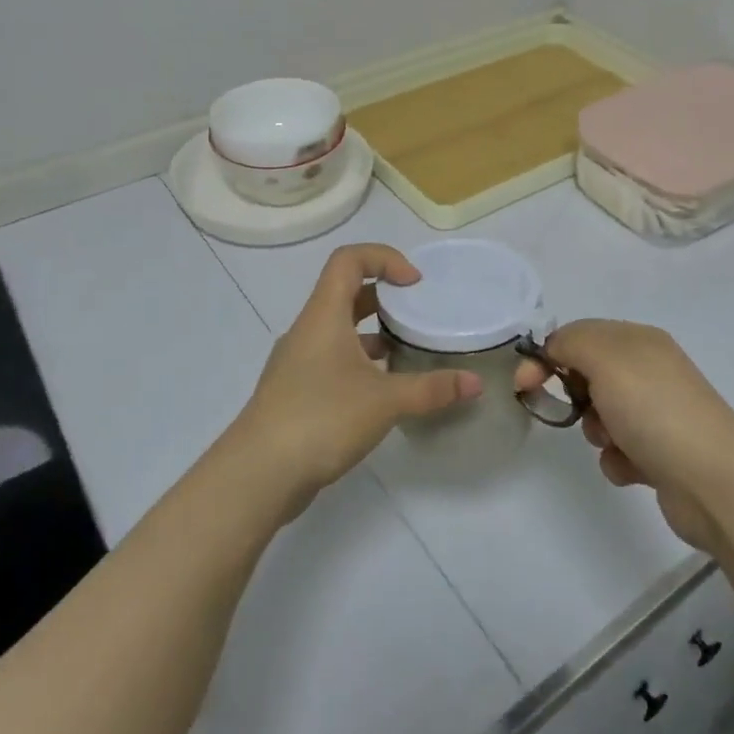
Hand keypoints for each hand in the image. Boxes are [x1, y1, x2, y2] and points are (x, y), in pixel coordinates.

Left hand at [229, 244, 480, 519]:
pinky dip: (359, 363)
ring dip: (372, 333)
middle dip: (385, 297)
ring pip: (339, 330)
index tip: (415, 284)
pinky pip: (332, 359)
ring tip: (407, 352)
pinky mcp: (295, 391)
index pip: (348, 260)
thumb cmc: (321, 418)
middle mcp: (307, 330)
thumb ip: (432, 389)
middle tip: (418, 315)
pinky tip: (382, 391)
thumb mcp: (385, 401)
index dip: (384, 258)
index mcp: (324, 315)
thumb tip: (475, 382)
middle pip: (345, 292)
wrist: (258, 474)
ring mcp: (297, 361)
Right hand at [517, 320, 733, 550]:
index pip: (579, 336)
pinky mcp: (662, 454)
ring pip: (601, 416)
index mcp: (639, 341)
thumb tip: (553, 351)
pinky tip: (633, 468)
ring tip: (614, 444)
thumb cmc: (654, 410)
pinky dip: (618, 460)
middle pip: (589, 375)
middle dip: (576, 396)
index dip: (548, 356)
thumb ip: (570, 342)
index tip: (524, 385)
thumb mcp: (605, 358)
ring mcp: (659, 413)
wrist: (716, 481)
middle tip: (580, 413)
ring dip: (597, 432)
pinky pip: (619, 450)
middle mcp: (651, 371)